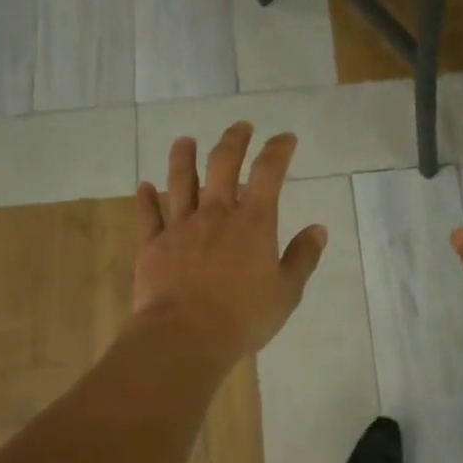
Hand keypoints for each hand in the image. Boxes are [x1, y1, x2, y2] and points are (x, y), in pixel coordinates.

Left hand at [134, 123, 326, 359]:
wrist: (186, 335)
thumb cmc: (244, 316)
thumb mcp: (286, 292)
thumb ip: (302, 258)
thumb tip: (318, 230)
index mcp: (253, 223)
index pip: (269, 173)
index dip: (278, 150)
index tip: (285, 138)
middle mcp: (216, 214)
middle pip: (222, 164)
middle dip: (233, 140)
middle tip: (240, 127)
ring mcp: (181, 227)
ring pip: (181, 181)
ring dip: (183, 157)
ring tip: (185, 141)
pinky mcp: (153, 245)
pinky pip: (148, 215)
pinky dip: (146, 199)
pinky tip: (144, 186)